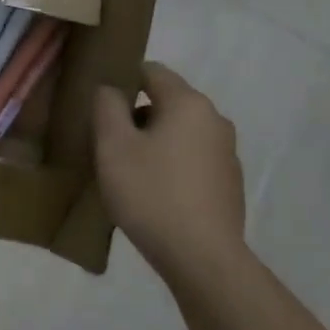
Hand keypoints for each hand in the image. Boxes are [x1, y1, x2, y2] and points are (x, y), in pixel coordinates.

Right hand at [94, 63, 245, 276]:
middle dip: (137, 117)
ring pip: (181, 133)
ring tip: (129, 173)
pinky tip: (156, 195)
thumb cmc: (152, 194)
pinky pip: (193, 160)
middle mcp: (214, 119)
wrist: (202, 257)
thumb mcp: (113, 147)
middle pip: (168, 103)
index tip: (99, 105)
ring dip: (155, 143)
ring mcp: (227, 152)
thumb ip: (107, 107)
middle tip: (108, 145)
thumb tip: (110, 89)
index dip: (123, 80)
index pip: (152, 71)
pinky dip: (173, 167)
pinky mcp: (229, 183)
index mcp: (188, 103)